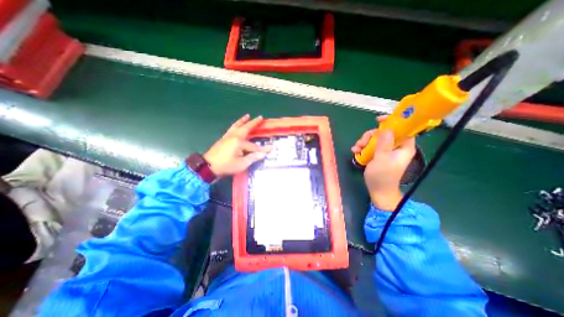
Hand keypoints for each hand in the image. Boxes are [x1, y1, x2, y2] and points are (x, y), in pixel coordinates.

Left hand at [204, 115, 271, 176]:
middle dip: (254, 123)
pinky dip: (236, 124)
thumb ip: (252, 158)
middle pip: (246, 128)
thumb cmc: (226, 165)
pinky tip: (237, 125)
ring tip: (247, 115)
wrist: (208, 166)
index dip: (263, 149)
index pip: (254, 146)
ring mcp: (228, 136)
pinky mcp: (223, 138)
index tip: (271, 148)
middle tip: (260, 117)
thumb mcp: (241, 164)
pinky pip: (232, 128)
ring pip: (237, 125)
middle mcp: (234, 136)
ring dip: (243, 120)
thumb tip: (263, 154)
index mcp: (239, 142)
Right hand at [352, 116, 415, 210]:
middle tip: (361, 143)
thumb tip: (386, 129)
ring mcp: (386, 150)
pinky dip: (362, 147)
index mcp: (403, 147)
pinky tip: (356, 151)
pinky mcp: (378, 154)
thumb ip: (384, 144)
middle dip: (371, 136)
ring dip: (364, 142)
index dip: (393, 121)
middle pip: (384, 132)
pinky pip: (370, 145)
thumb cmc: (382, 177)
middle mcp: (396, 146)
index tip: (378, 120)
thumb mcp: (381, 160)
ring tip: (356, 150)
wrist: (378, 191)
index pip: (403, 128)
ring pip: (375, 138)